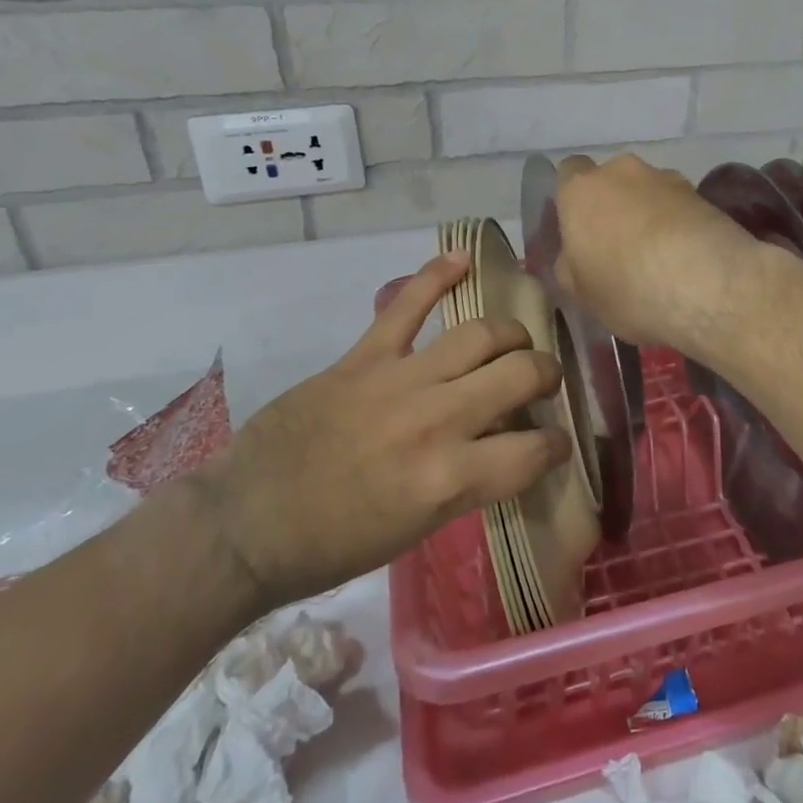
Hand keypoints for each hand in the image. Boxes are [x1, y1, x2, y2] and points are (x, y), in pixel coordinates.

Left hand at [188, 253, 565, 608]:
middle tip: (540, 381)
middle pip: (520, 375)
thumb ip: (470, 480)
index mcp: (449, 479)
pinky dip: (437, 276)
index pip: (535, 451)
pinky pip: (408, 306)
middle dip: (545, 375)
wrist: (245, 524)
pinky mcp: (363, 358)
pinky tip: (464, 258)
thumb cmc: (334, 544)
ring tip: (512, 342)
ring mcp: (399, 381)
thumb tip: (505, 444)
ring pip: (479, 334)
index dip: (557, 445)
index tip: (555, 442)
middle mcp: (436, 422)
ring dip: (509, 334)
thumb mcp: (419, 528)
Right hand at [553, 153, 765, 352]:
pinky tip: (687, 258)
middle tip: (620, 247)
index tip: (581, 230)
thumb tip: (575, 255)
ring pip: (650, 192)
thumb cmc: (627, 287)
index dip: (575, 200)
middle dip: (615, 205)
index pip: (569, 173)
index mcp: (581, 190)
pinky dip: (680, 224)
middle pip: (612, 181)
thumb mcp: (581, 293)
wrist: (708, 283)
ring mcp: (667, 178)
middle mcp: (622, 171)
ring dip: (651, 214)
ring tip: (661, 257)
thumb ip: (570, 266)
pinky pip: (681, 207)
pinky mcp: (704, 194)